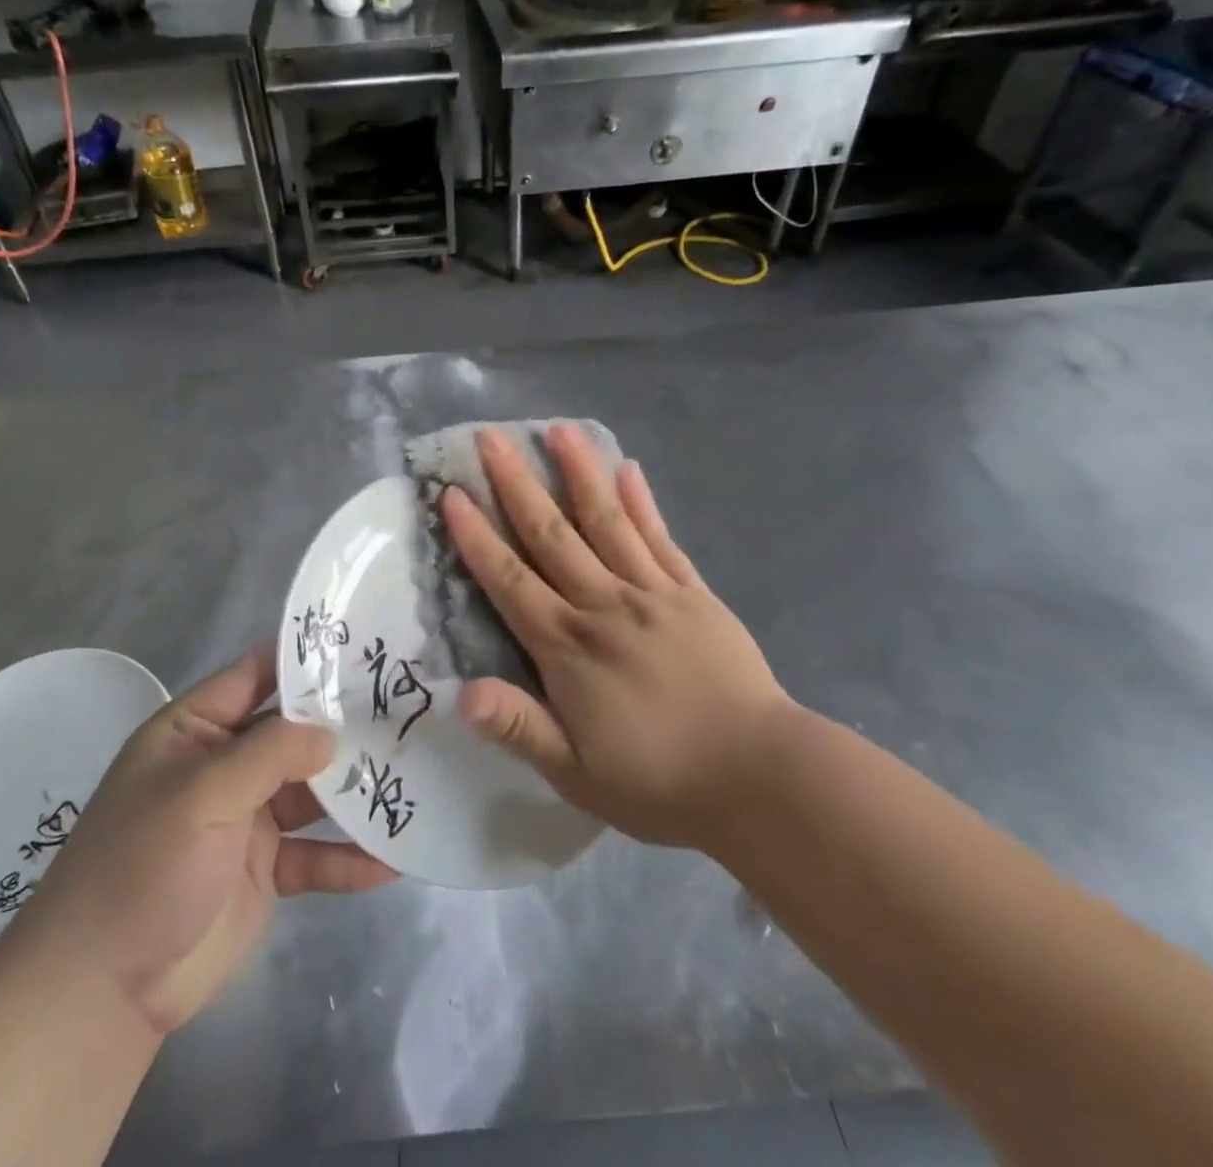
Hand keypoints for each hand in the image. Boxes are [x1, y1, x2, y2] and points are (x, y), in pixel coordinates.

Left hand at [0, 646, 396, 1036]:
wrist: (101, 991)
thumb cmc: (141, 866)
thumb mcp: (200, 794)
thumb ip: (268, 754)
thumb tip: (330, 733)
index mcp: (195, 730)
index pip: (256, 675)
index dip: (304, 659)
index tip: (363, 646)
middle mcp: (224, 766)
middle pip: (293, 733)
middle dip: (343, 724)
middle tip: (406, 709)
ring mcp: (246, 818)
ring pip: (311, 791)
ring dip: (354, 790)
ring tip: (412, 776)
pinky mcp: (265, 871)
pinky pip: (314, 855)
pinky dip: (348, 858)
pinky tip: (392, 862)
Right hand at [441, 424, 793, 852]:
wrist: (759, 777)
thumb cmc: (659, 782)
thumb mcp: (575, 773)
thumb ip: (519, 727)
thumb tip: (460, 692)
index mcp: (567, 647)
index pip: (509, 580)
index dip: (477, 536)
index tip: (453, 493)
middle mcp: (603, 605)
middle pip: (551, 534)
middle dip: (516, 484)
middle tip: (492, 437)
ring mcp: (652, 593)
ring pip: (607, 521)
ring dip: (579, 473)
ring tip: (558, 429)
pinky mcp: (693, 593)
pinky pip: (661, 539)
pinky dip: (642, 503)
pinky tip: (628, 470)